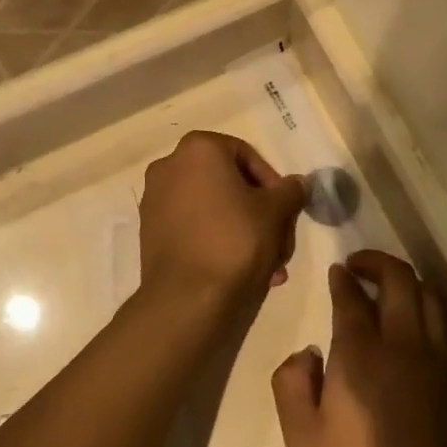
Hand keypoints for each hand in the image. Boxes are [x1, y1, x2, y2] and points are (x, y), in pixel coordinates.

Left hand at [139, 132, 306, 311]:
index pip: (247, 156)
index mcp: (198, 148)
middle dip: (259, 213)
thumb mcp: (275, 212)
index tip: (285, 211)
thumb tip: (296, 183)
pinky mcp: (150, 230)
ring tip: (267, 266)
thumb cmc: (234, 241)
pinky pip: (194, 226)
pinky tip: (239, 270)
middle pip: (229, 183)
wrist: (186, 299)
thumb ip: (290, 190)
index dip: (272, 184)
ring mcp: (155, 199)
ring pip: (213, 208)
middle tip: (279, 242)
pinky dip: (217, 240)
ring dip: (243, 231)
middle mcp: (170, 165)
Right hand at [273, 252, 446, 446]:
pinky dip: (425, 309)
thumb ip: (292, 384)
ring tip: (387, 288)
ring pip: (429, 297)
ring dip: (407, 281)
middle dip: (378, 262)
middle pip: (400, 279)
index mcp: (361, 354)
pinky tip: (411, 326)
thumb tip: (307, 353)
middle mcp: (403, 345)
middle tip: (358, 265)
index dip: (343, 278)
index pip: (353, 296)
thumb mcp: (301, 440)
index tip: (336, 272)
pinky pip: (442, 326)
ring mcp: (436, 362)